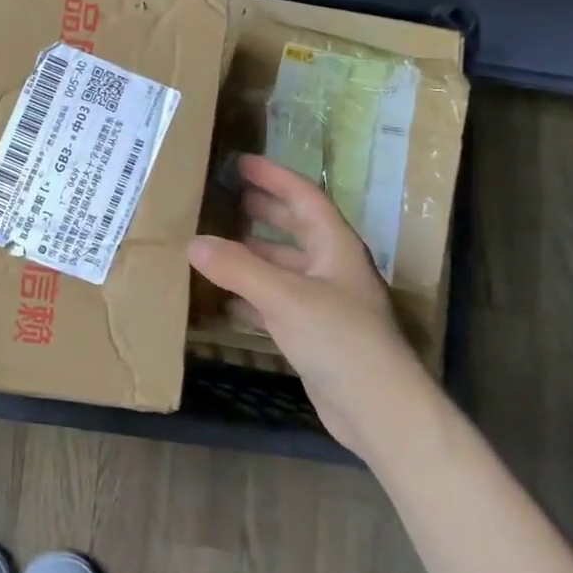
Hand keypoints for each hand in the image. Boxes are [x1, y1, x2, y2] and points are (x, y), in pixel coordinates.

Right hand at [188, 154, 426, 453]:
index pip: (304, 197)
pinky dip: (248, 295)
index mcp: (335, 247)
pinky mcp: (312, 333)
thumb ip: (238, 268)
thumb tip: (193, 243)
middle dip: (261, 210)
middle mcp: (331, 268)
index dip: (273, 176)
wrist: (379, 410)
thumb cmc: (340, 340)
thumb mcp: (285, 297)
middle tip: (223, 196)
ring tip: (212, 242)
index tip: (241, 162)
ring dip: (250, 253)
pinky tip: (221, 299)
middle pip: (294, 228)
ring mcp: (323, 302)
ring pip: (281, 266)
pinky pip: (274, 301)